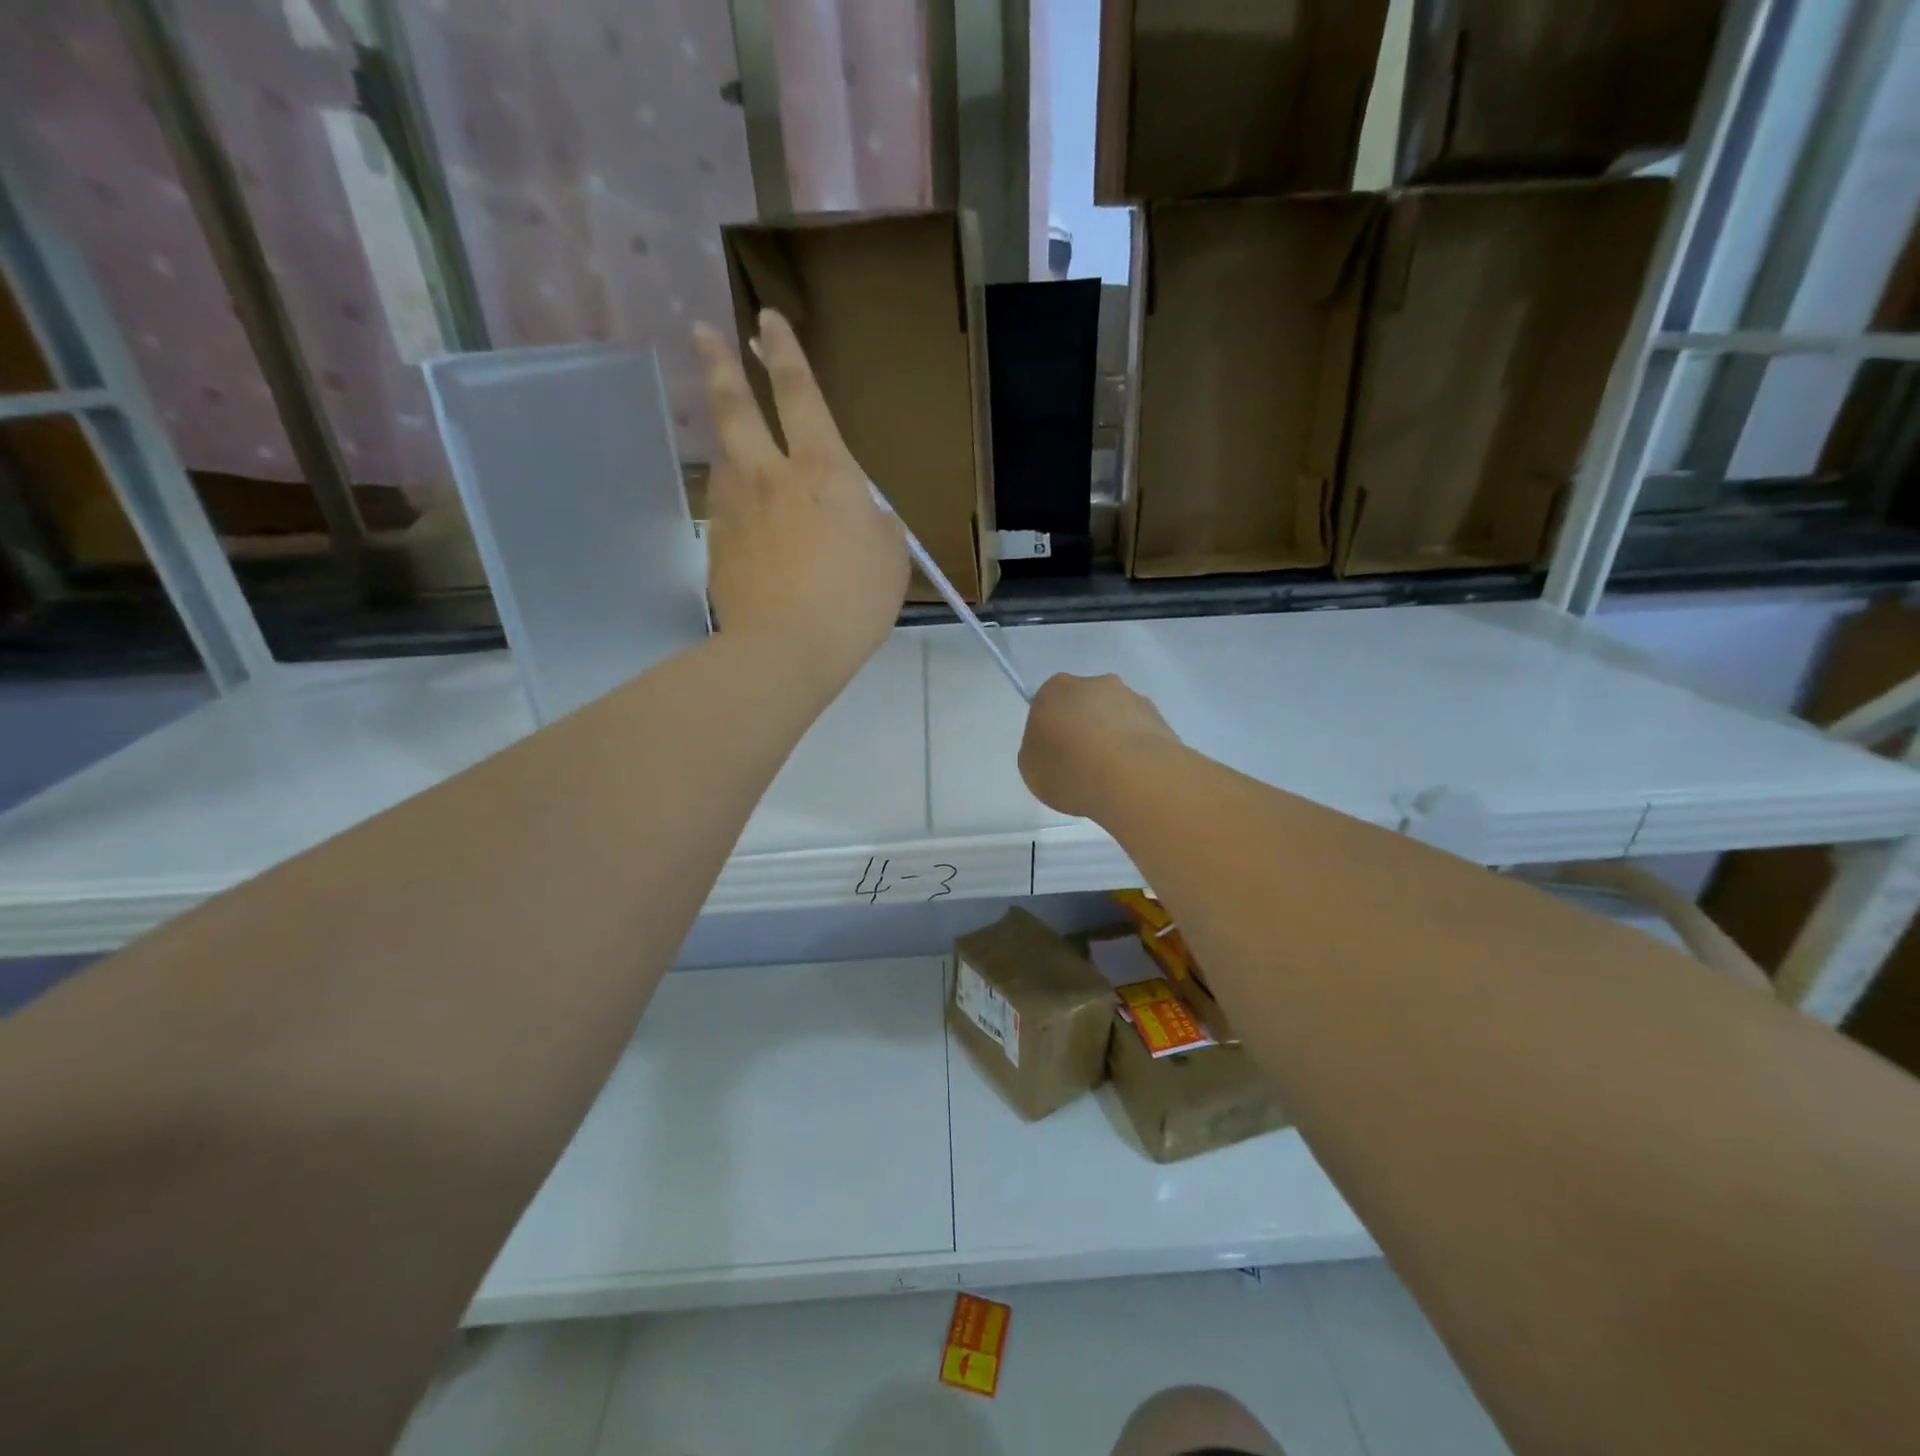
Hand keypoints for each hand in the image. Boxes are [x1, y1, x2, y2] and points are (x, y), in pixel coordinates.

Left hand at [692, 310, 909, 687]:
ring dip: (728, 441)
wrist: (786, 649)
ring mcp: (735, 509)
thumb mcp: (891, 555)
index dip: (784, 353)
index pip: (798, 394)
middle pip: (735, 408)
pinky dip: (735, 504)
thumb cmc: (853, 599)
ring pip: (724, 458)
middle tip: (702, 332)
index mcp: (821, 470)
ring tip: (735, 441)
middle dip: (720, 364)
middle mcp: (769, 475)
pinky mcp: (717, 545)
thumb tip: (860, 513)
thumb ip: (875, 522)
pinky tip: (745, 521)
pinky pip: (725, 510)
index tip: (766, 319)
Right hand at [1019, 672, 1181, 819]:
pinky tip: (1134, 777)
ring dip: (1113, 738)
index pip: (1047, 705)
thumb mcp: (1032, 769)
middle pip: (1084, 705)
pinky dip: (1136, 751)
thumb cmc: (1069, 769)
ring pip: (1116, 717)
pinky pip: (1141, 734)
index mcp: (1055, 689)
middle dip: (1084, 728)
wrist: (1132, 777)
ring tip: (1113, 777)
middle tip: (1083, 765)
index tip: (1054, 757)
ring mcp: (1132, 698)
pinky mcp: (1161, 718)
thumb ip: (1038, 751)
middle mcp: (1095, 684)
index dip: (1050, 732)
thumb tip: (1053, 748)